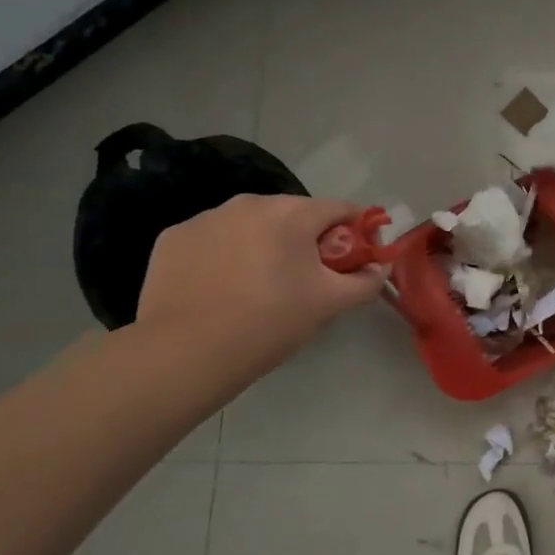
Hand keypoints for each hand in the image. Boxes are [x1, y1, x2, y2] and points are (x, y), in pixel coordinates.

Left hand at [134, 195, 386, 371]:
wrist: (184, 352)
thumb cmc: (270, 322)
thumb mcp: (331, 304)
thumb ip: (366, 280)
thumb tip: (381, 266)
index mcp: (292, 213)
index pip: (341, 209)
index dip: (357, 233)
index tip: (355, 261)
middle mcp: (249, 203)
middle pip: (294, 214)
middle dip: (307, 241)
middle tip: (308, 281)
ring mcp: (206, 217)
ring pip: (252, 226)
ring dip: (265, 245)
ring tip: (260, 287)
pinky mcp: (173, 238)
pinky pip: (214, 239)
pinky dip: (225, 256)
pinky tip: (222, 288)